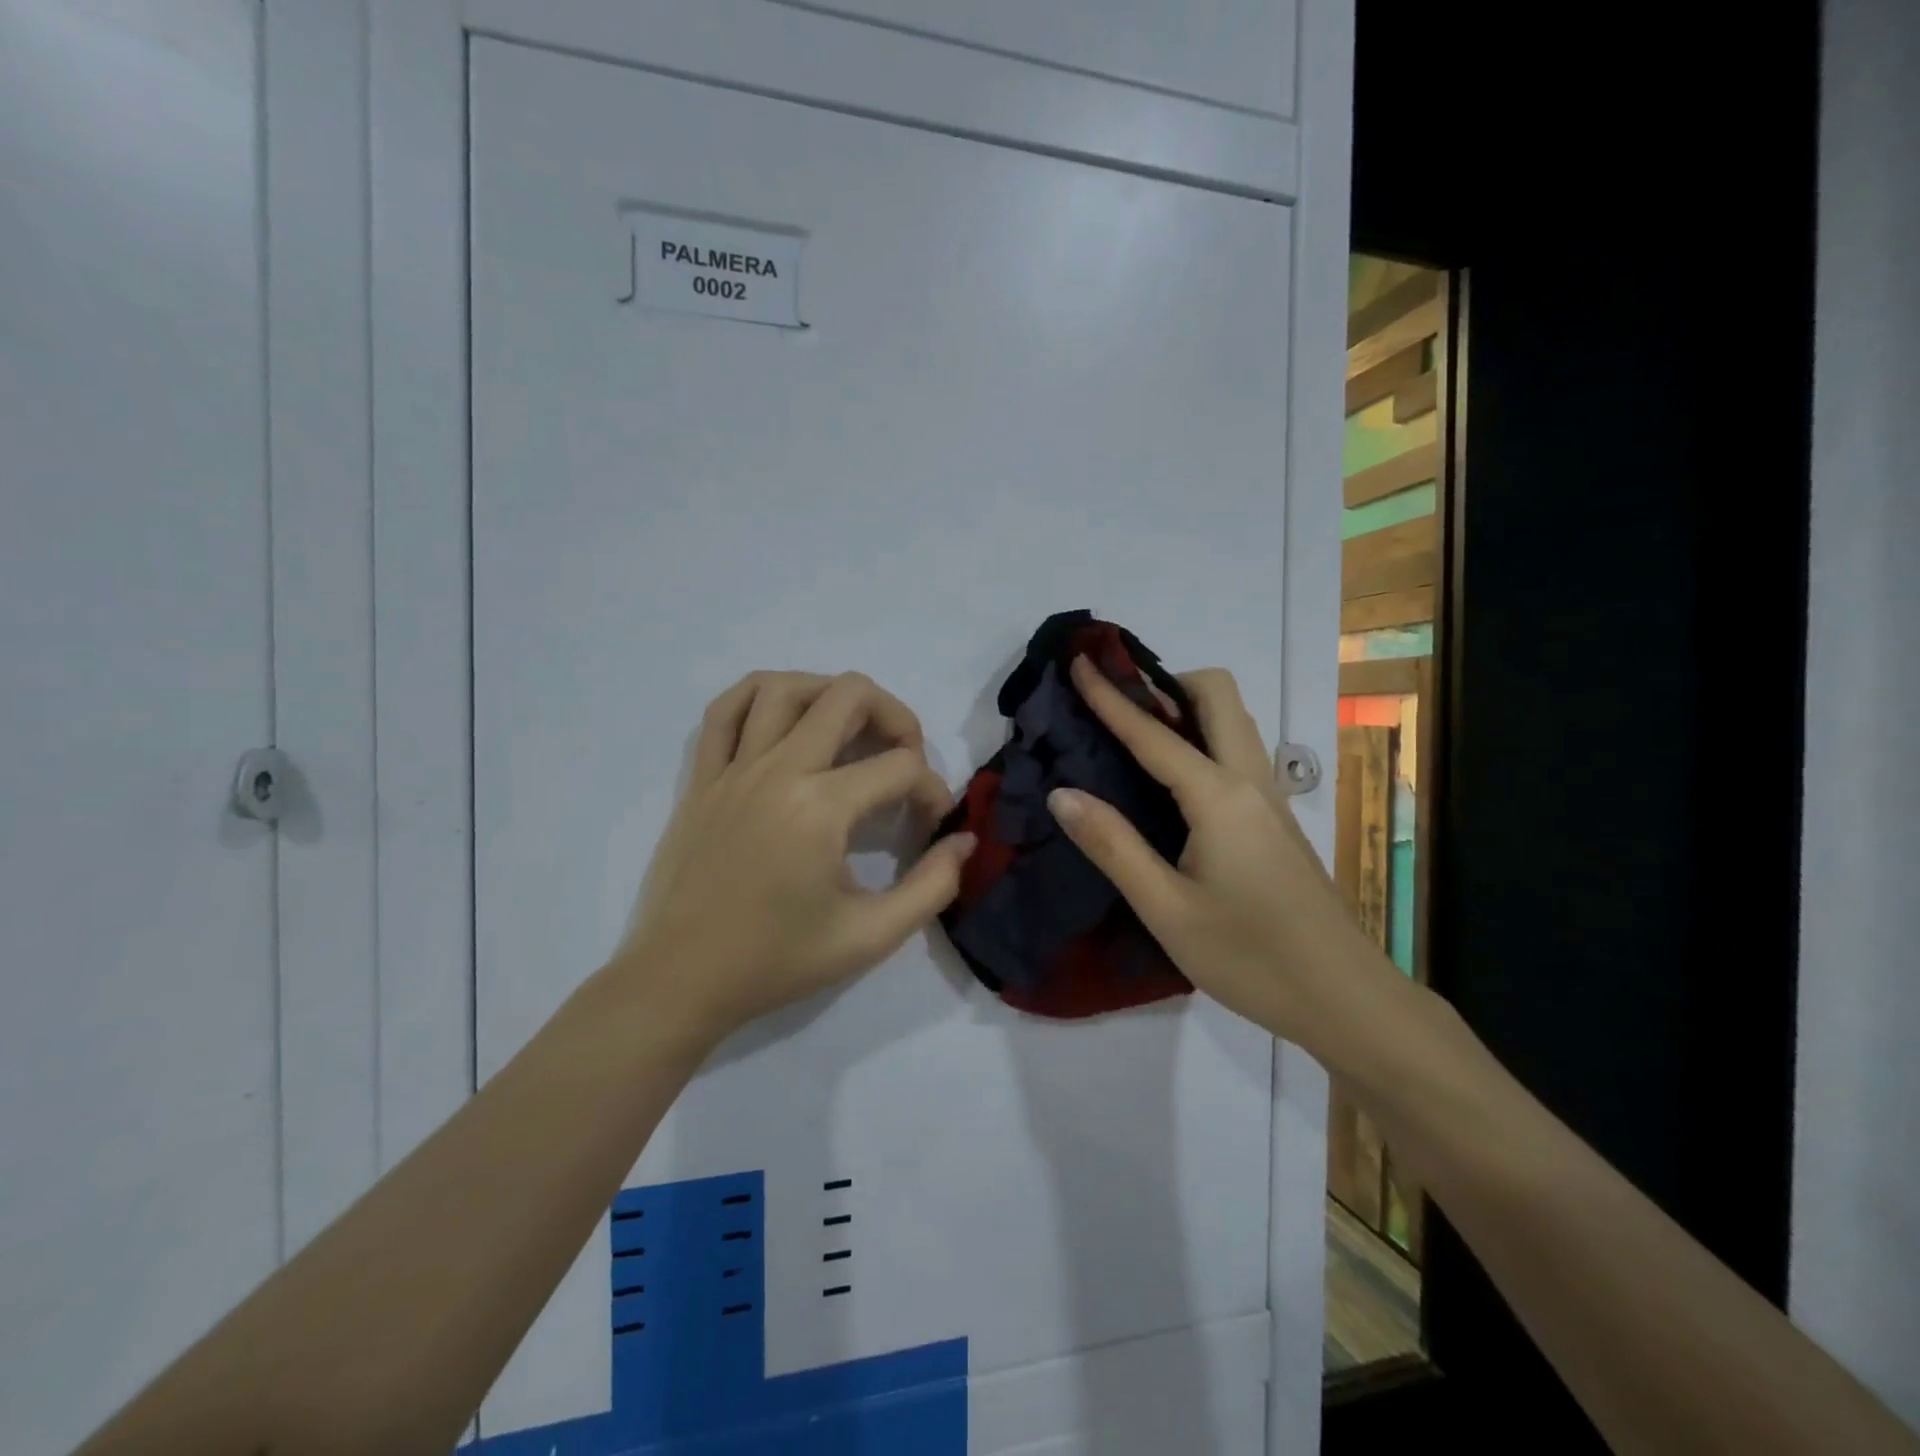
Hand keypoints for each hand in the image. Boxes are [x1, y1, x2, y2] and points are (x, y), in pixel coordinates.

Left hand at [615, 671, 977, 1036]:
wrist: (682, 980)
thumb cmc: (777, 961)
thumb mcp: (870, 937)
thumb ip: (932, 886)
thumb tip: (964, 841)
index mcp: (820, 807)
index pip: (901, 767)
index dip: (933, 790)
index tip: (931, 825)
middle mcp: (778, 770)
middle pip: (849, 696)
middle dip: (896, 718)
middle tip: (904, 757)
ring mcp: (733, 768)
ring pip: (784, 687)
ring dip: (830, 693)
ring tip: (850, 728)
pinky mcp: (701, 777)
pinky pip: (725, 709)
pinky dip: (760, 696)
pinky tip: (784, 716)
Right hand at [1047, 657, 1405, 1053]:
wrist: (1344, 998)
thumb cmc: (1250, 957)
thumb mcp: (1166, 909)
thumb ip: (1113, 845)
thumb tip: (1061, 793)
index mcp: (1219, 796)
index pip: (1153, 732)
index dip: (1110, 696)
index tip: (1078, 660)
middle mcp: (1250, 780)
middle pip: (1217, 695)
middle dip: (1165, 682)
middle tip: (1115, 703)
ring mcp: (1271, 798)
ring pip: (1233, 721)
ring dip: (1186, 708)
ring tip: (1135, 733)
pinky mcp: (1276, 820)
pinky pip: (1236, 752)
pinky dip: (1201, 739)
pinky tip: (1171, 781)